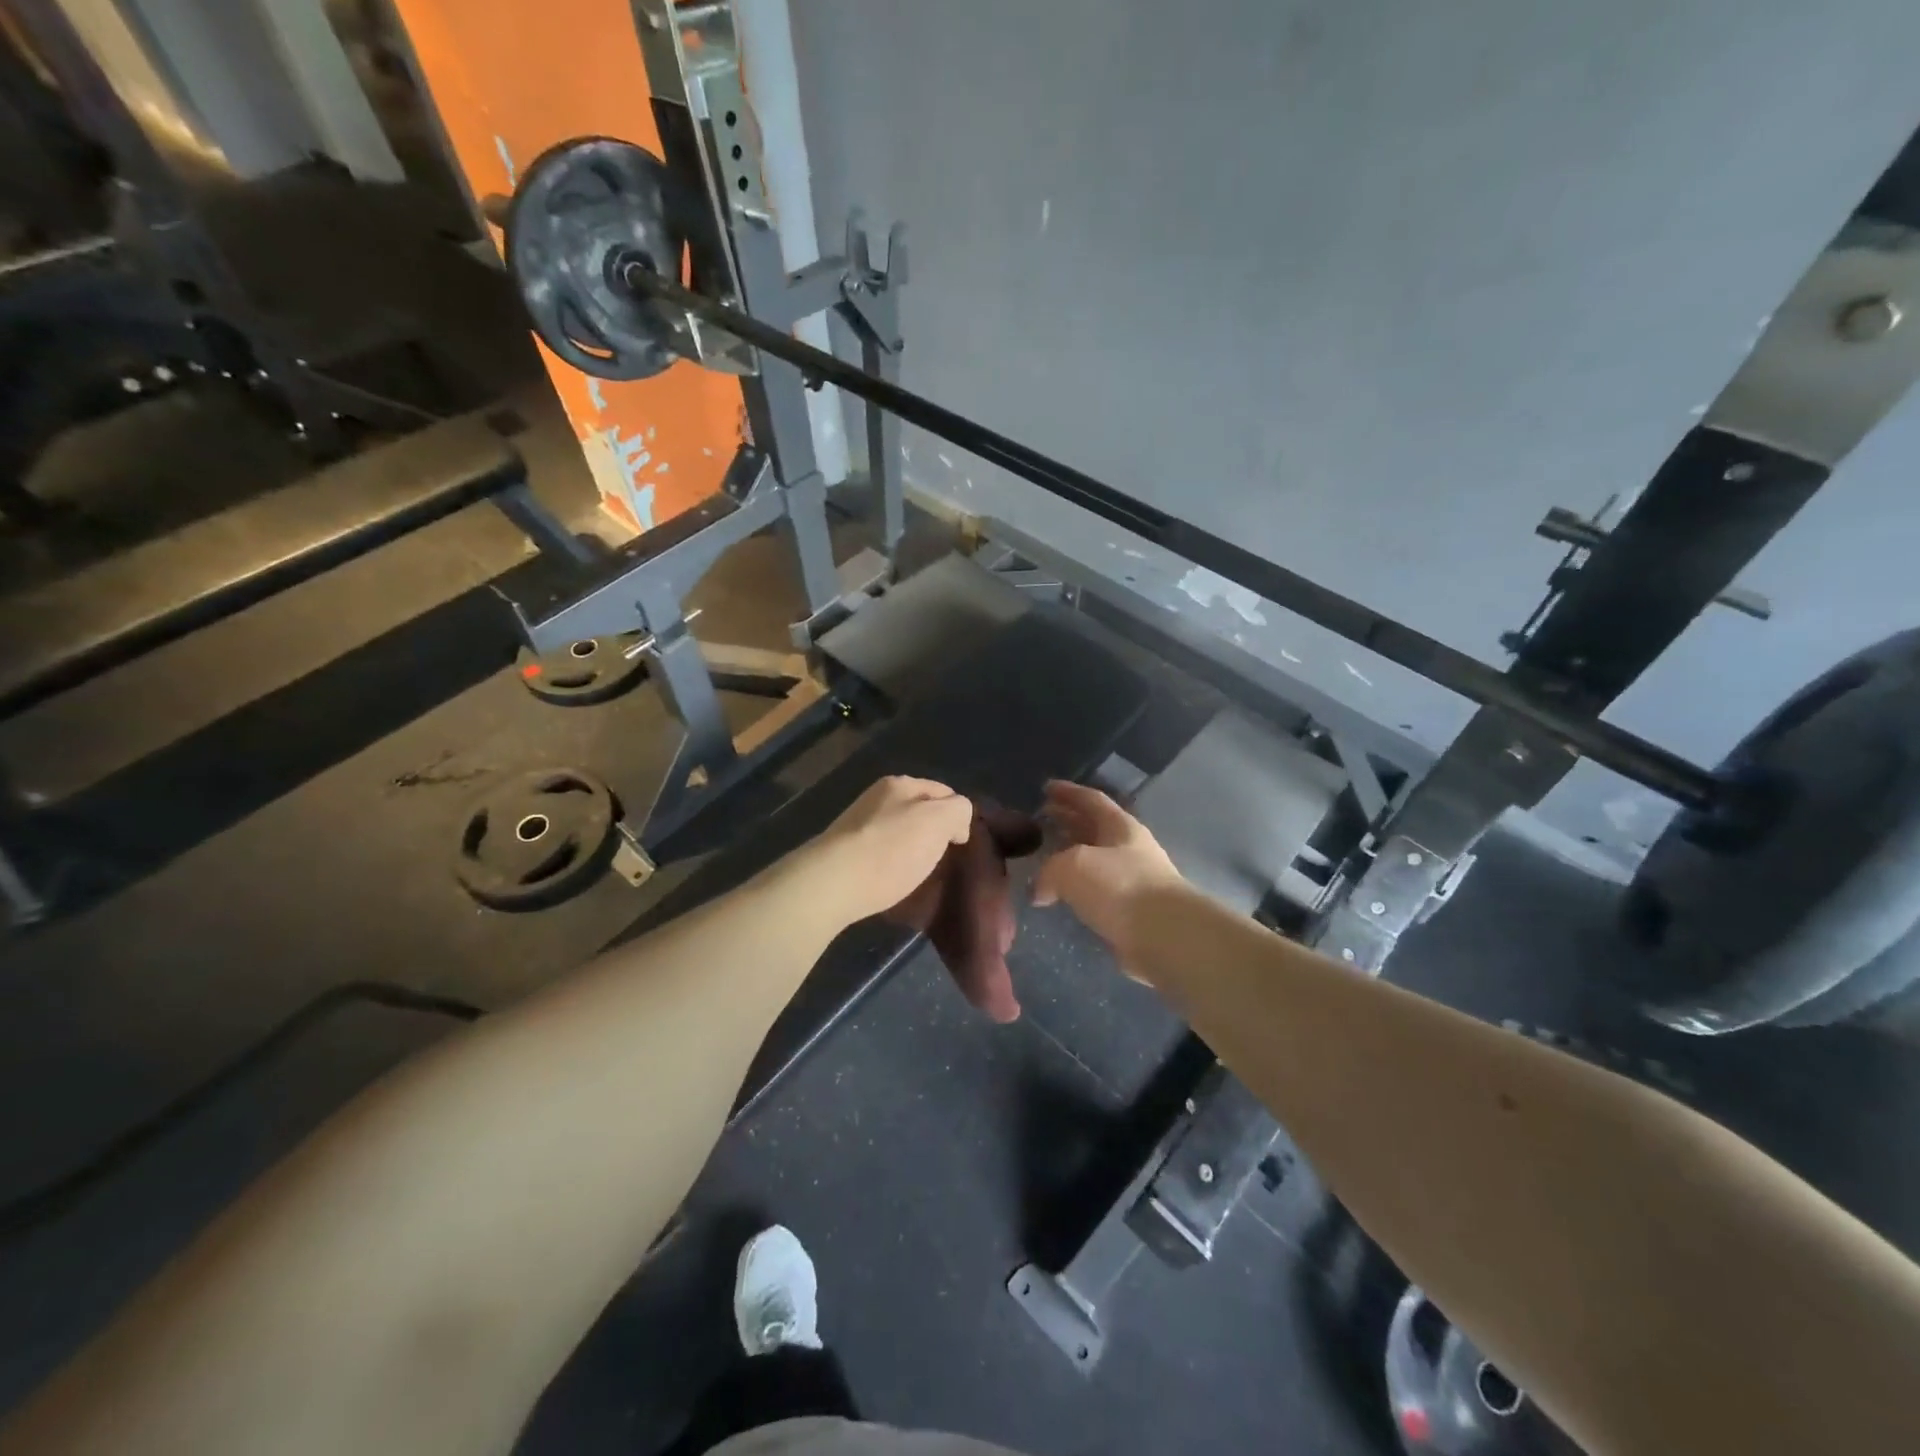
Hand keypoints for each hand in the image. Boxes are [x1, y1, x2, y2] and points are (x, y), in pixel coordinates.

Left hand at [801, 776, 974, 927]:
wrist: (832, 884)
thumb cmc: (891, 850)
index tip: (961, 844)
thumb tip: (956, 822)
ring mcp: (857, 824)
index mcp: (900, 784)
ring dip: (911, 850)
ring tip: (919, 875)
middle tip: (943, 860)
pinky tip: (892, 881)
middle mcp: (876, 797)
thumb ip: (958, 810)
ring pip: (898, 832)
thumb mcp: (938, 821)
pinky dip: (891, 864)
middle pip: (918, 811)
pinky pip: (880, 853)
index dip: (958, 815)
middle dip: (933, 832)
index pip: (943, 791)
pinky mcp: (844, 852)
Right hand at [1032, 780, 1185, 978]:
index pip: (1091, 800)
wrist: (1165, 936)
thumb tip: (1039, 890)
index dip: (1068, 792)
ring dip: (1071, 856)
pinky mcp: (1132, 912)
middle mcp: (1129, 849)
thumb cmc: (1119, 887)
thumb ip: (1048, 872)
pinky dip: (1078, 889)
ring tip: (1045, 857)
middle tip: (1042, 818)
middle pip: (1094, 828)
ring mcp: (1134, 880)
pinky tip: (1062, 896)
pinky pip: (1098, 892)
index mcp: (1120, 826)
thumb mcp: (1072, 867)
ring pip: (1095, 861)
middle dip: (1068, 821)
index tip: (1046, 788)